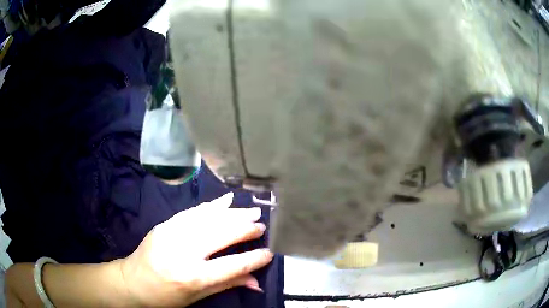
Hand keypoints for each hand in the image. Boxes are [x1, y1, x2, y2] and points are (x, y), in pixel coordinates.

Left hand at [119, 193, 273, 306]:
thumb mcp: (197, 297)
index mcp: (192, 276)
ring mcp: (172, 233)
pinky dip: (211, 206)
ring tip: (252, 211)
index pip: (232, 265)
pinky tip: (225, 200)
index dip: (254, 259)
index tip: (270, 252)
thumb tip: (257, 282)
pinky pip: (192, 212)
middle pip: (221, 235)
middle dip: (245, 229)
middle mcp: (183, 251)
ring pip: (209, 219)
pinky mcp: (165, 224)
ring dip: (233, 214)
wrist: (132, 281)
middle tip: (262, 225)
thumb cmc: (165, 296)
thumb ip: (227, 284)